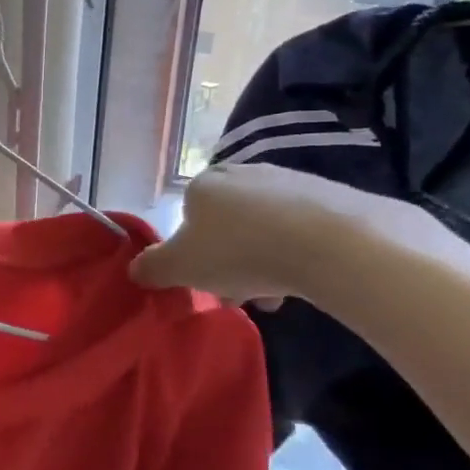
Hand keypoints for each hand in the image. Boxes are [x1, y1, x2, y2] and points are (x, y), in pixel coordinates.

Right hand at [130, 161, 403, 307]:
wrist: (334, 243)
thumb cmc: (240, 251)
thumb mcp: (181, 267)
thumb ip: (152, 268)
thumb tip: (135, 269)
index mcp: (203, 184)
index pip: (186, 218)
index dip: (193, 254)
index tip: (207, 283)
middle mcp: (243, 172)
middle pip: (227, 224)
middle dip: (230, 262)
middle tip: (240, 295)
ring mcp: (289, 180)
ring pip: (264, 228)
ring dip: (263, 262)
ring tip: (276, 297)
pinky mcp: (331, 195)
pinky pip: (302, 229)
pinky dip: (298, 253)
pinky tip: (306, 280)